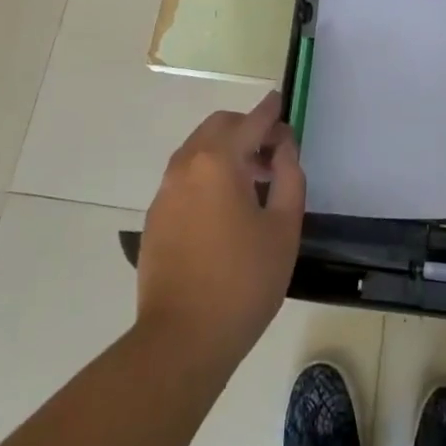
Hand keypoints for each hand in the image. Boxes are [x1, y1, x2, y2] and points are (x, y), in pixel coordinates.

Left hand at [136, 93, 305, 375]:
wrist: (181, 341)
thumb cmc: (243, 282)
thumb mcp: (284, 227)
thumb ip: (289, 176)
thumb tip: (283, 147)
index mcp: (218, 161)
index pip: (250, 120)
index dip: (271, 111)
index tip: (283, 104)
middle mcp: (186, 165)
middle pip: (219, 126)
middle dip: (247, 129)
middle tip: (273, 154)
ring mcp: (165, 191)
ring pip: (198, 150)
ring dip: (226, 151)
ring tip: (253, 183)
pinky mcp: (156, 217)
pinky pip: (185, 177)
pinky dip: (208, 173)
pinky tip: (226, 209)